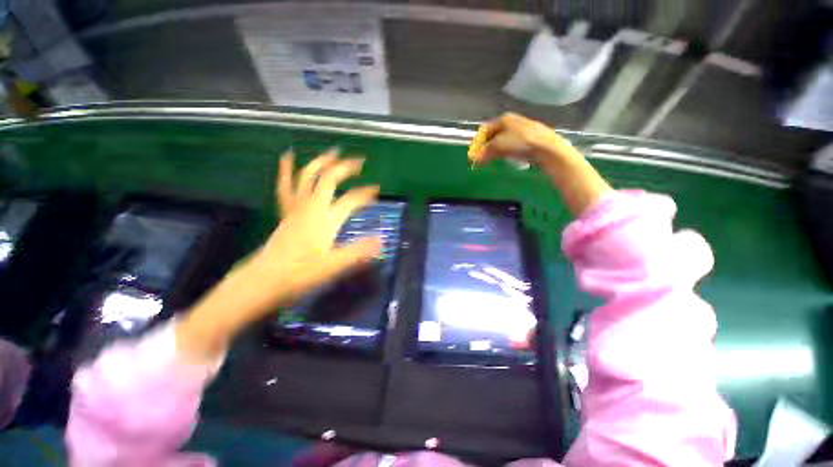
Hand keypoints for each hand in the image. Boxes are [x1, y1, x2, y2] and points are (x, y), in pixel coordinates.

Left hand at [263, 148, 381, 304]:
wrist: (265, 279)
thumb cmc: (301, 273)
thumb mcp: (334, 264)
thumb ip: (359, 250)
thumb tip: (382, 239)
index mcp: (326, 219)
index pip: (350, 200)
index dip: (365, 194)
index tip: (377, 190)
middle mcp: (311, 207)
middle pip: (328, 179)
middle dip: (345, 168)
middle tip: (358, 161)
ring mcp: (297, 208)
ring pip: (307, 177)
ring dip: (320, 162)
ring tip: (331, 152)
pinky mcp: (287, 213)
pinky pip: (286, 186)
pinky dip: (287, 170)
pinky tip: (288, 156)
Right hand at [469, 113, 611, 215]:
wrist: (547, 147)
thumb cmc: (520, 142)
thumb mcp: (498, 146)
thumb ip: (484, 152)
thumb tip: (473, 159)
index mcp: (504, 119)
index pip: (485, 130)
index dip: (478, 142)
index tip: (474, 155)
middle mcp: (512, 122)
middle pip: (494, 135)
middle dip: (486, 147)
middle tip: (482, 159)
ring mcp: (522, 129)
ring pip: (503, 140)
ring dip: (495, 150)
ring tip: (493, 160)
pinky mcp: (530, 138)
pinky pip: (512, 144)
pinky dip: (506, 151)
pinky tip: (507, 158)